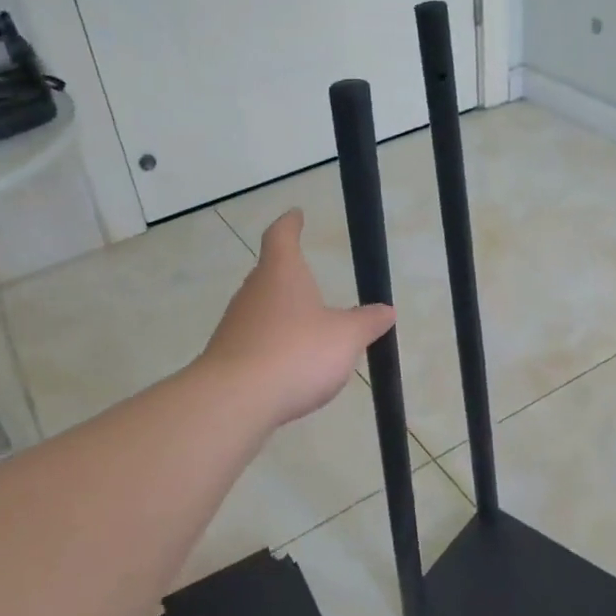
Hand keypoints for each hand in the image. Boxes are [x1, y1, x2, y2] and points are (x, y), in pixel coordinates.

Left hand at [202, 209, 395, 428]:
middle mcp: (253, 292)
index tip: (296, 215)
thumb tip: (386, 310)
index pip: (281, 236)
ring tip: (307, 327)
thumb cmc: (296, 353)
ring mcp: (235, 325)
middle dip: (288, 274)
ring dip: (282, 313)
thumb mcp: (345, 337)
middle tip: (308, 277)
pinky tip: (290, 365)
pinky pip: (256, 341)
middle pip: (269, 273)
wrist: (234, 400)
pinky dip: (273, 345)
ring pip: (262, 309)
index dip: (290, 224)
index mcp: (281, 274)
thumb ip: (366, 323)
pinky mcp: (228, 357)